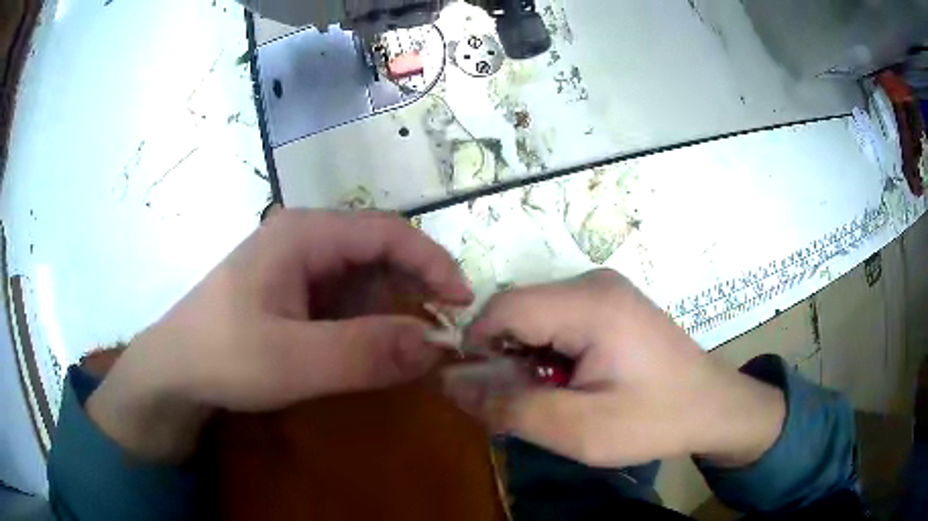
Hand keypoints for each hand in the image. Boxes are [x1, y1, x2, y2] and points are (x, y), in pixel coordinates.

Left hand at [86, 210, 472, 461]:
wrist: (174, 373)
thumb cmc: (222, 356)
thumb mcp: (293, 360)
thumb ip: (365, 353)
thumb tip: (437, 346)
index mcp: (304, 235)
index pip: (387, 233)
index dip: (432, 262)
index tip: (463, 302)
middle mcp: (304, 241)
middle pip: (378, 255)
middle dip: (416, 292)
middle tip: (443, 335)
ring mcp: (297, 269)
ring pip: (363, 281)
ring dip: (394, 312)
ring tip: (415, 350)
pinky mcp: (292, 295)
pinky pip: (344, 302)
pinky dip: (369, 325)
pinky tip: (377, 351)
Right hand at [444, 269, 784, 468]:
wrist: (713, 407)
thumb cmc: (654, 420)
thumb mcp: (578, 429)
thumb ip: (509, 406)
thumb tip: (450, 383)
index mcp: (590, 304)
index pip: (503, 309)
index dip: (477, 348)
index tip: (481, 392)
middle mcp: (594, 282)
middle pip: (519, 311)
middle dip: (506, 358)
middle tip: (525, 404)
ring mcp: (605, 290)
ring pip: (536, 317)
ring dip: (529, 359)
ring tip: (555, 397)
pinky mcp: (612, 303)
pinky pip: (558, 320)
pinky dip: (550, 353)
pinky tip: (573, 382)